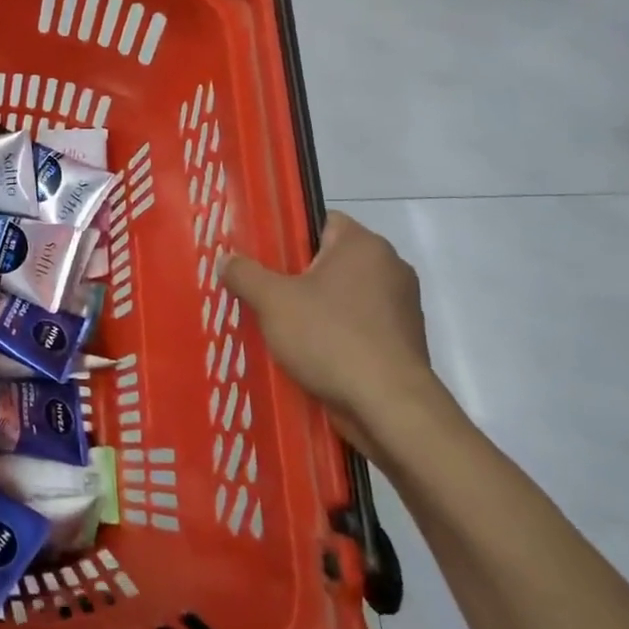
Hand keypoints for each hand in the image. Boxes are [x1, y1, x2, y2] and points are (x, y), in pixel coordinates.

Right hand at [218, 212, 448, 465]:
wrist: (390, 407)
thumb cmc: (330, 338)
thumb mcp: (272, 301)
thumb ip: (244, 274)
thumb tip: (227, 260)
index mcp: (363, 245)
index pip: (320, 221)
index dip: (287, 235)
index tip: (260, 257)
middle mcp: (389, 268)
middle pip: (328, 260)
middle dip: (294, 275)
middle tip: (260, 292)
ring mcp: (400, 307)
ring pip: (341, 296)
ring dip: (312, 308)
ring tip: (276, 326)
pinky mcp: (401, 342)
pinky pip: (356, 326)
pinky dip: (332, 334)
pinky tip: (305, 353)